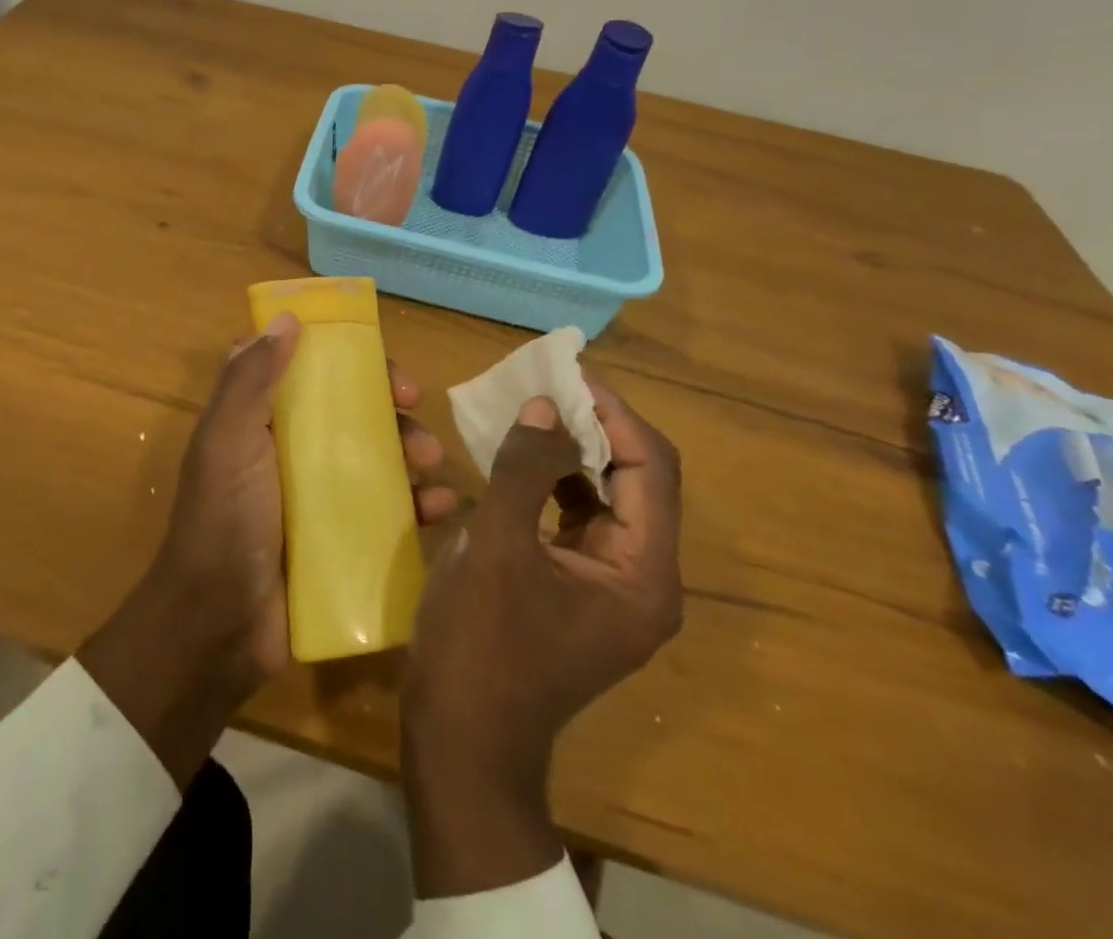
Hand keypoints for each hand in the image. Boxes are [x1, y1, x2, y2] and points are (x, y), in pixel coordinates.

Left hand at [81, 312, 459, 787]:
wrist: (218, 629)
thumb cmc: (222, 521)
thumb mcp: (227, 441)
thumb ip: (250, 379)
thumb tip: (287, 317)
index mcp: (262, 420)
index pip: (307, 368)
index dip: (342, 355)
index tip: (373, 357)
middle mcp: (293, 450)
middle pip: (351, 409)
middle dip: (388, 404)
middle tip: (414, 408)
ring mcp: (320, 495)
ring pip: (378, 455)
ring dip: (411, 449)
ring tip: (431, 462)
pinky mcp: (345, 538)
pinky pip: (391, 510)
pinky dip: (420, 504)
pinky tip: (443, 507)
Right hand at [402, 379, 681, 897]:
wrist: (462, 739)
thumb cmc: (481, 643)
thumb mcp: (496, 546)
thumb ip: (524, 468)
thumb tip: (546, 405)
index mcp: (642, 572)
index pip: (651, 466)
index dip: (612, 412)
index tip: (566, 372)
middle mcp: (644, 579)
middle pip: (637, 478)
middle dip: (593, 426)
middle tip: (545, 385)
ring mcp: (613, 587)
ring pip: (608, 496)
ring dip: (574, 450)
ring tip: (532, 410)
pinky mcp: (581, 590)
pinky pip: (580, 518)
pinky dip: (556, 483)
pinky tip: (519, 462)